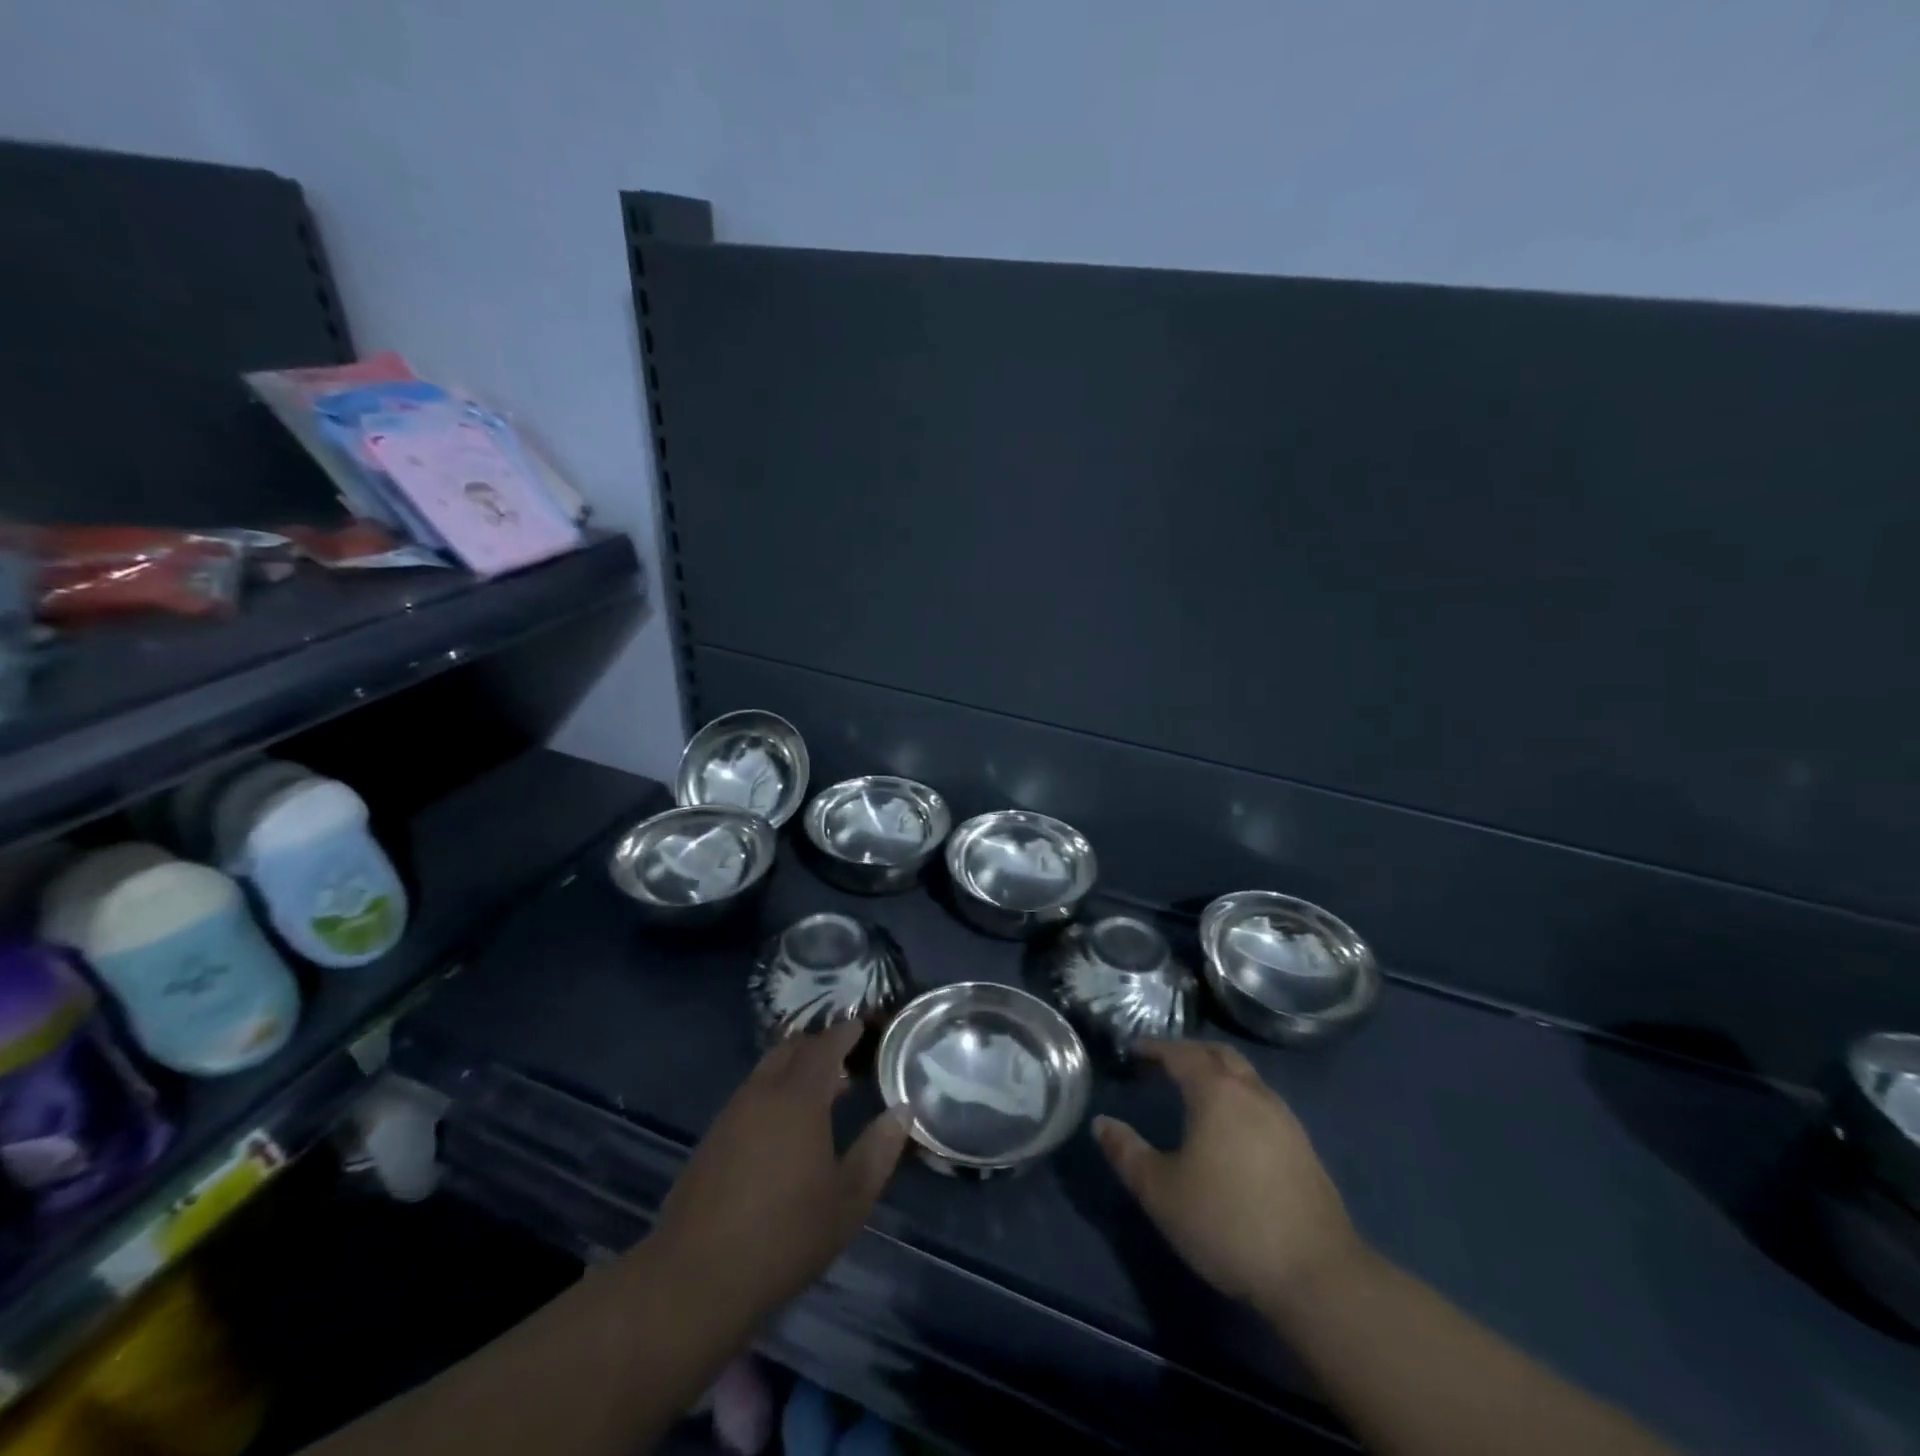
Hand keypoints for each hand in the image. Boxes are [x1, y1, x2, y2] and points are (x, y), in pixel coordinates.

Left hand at [648, 1021, 908, 1326]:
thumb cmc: (784, 1237)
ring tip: (820, 1092)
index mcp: (798, 1098)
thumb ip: (878, 1150)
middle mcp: (762, 1093)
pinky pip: (749, 1095)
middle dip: (818, 1046)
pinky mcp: (711, 1139)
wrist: (694, 1279)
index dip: (845, 1032)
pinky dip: (772, 1092)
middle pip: (791, 1049)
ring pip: (766, 1071)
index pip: (825, 1046)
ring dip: (794, 1070)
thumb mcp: (848, 1201)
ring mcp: (731, 1114)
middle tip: (844, 1059)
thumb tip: (902, 1111)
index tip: (862, 1027)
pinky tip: (783, 1127)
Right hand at [1094, 1039, 1366, 1309]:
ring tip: (1196, 1093)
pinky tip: (1232, 1130)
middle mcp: (1253, 1093)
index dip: (1156, 1048)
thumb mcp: (1161, 1192)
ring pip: (1247, 1077)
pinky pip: (1263, 1103)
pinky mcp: (1304, 1147)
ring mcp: (1284, 1119)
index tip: (1135, 1051)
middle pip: (1220, 1055)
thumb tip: (1102, 1124)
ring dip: (1219, 1074)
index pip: (1181, 1053)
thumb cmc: (1228, 1223)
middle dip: (1191, 1052)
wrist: (1317, 1274)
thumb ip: (1127, 1154)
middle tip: (1165, 1063)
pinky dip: (1240, 1099)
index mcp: (1216, 1092)